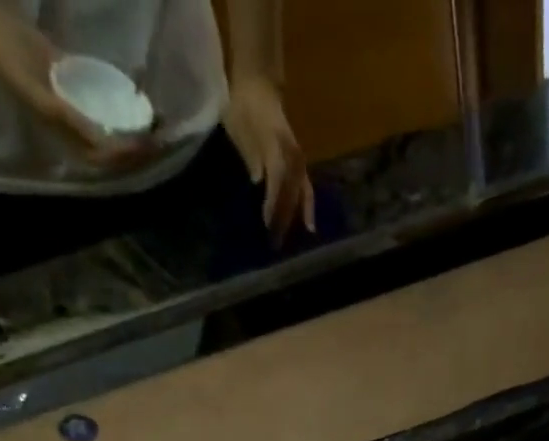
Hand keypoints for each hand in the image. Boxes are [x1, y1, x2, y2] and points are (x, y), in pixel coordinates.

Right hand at [0, 20, 159, 170]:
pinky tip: (140, 101)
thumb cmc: (12, 65)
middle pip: (115, 149)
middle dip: (139, 148)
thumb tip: (101, 143)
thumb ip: (69, 120)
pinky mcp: (80, 91)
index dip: (128, 157)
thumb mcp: (39, 96)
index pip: (107, 159)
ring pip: (114, 128)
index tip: (147, 146)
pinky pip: (107, 105)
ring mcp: (80, 112)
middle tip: (163, 138)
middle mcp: (78, 132)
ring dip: (136, 129)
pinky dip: (124, 107)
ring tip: (159, 124)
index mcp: (69, 140)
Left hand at [223, 72, 315, 243]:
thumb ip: (251, 156)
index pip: (277, 180)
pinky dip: (307, 209)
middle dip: (284, 218)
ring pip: (301, 195)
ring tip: (294, 242)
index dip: (273, 203)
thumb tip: (257, 185)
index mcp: (276, 146)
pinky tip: (308, 228)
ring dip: (297, 219)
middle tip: (275, 244)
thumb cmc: (243, 108)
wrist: (258, 87)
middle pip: (291, 193)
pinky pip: (307, 191)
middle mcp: (292, 156)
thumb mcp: (239, 128)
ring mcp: (299, 162)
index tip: (267, 224)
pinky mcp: (300, 167)